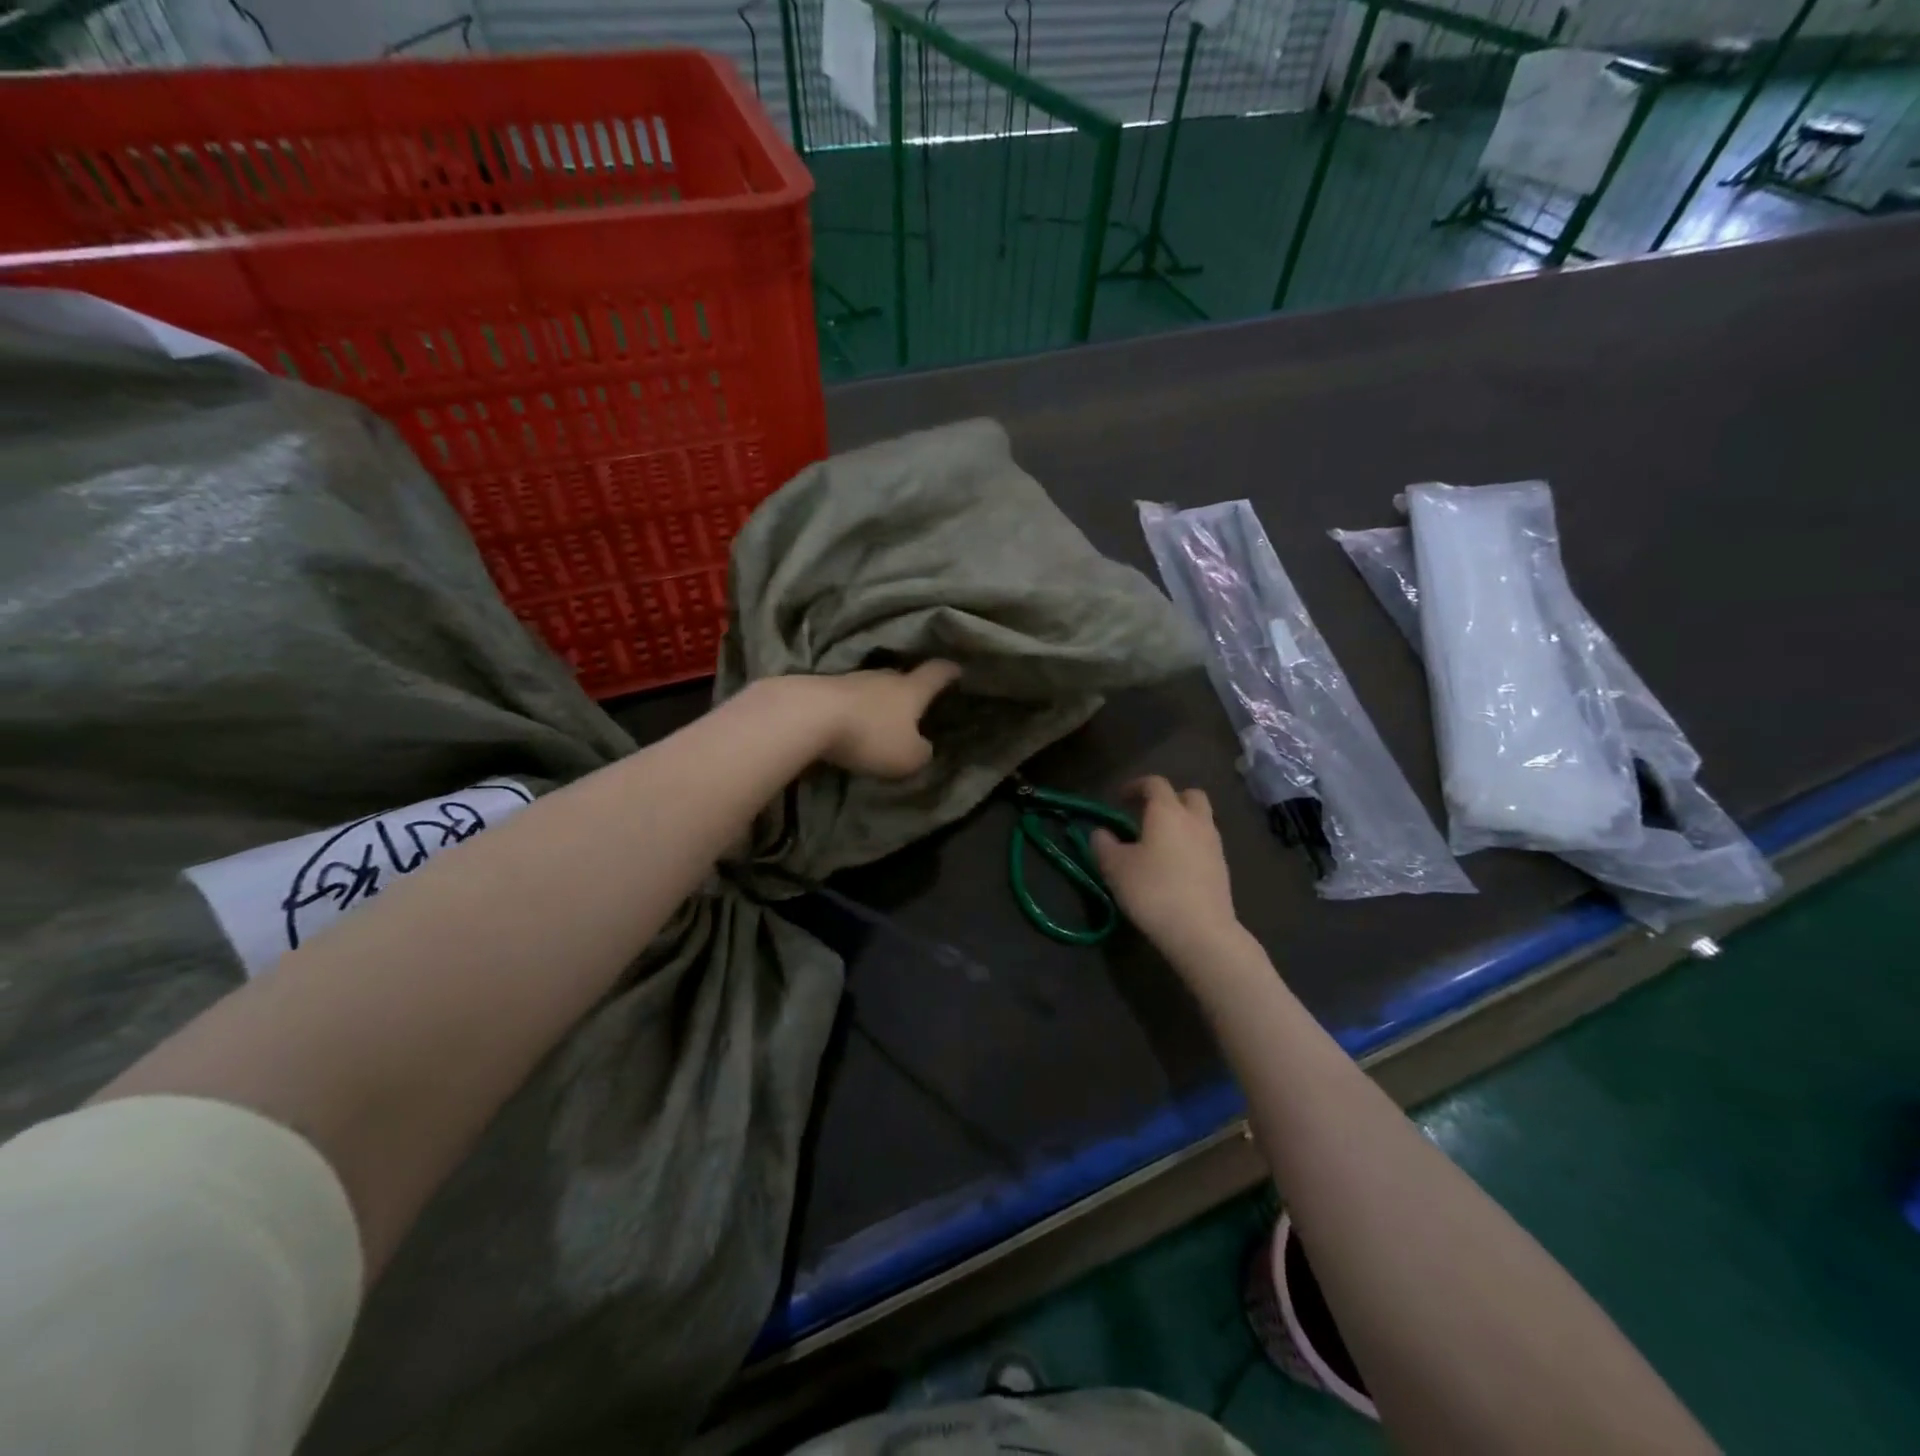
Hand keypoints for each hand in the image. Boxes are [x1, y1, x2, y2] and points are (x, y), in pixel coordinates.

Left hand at [795, 660, 962, 777]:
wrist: (807, 716)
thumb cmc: (869, 735)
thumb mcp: (907, 757)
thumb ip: (921, 753)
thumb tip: (923, 747)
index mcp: (911, 690)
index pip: (937, 673)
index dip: (949, 672)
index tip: (958, 669)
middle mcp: (884, 677)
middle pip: (902, 677)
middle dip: (910, 688)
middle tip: (916, 701)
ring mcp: (850, 679)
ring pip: (872, 687)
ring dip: (878, 700)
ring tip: (880, 716)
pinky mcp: (822, 688)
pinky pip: (847, 698)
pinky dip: (853, 708)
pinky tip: (849, 721)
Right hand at [1091, 776, 1237, 955]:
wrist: (1201, 931)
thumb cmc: (1153, 891)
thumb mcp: (1115, 867)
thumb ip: (1103, 845)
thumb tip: (1101, 833)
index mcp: (1168, 812)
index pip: (1155, 784)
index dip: (1136, 786)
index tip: (1120, 799)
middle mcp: (1195, 821)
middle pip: (1188, 795)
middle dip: (1169, 799)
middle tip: (1148, 815)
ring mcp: (1213, 844)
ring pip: (1200, 820)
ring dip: (1182, 823)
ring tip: (1160, 843)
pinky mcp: (1222, 868)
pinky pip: (1205, 844)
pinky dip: (1190, 845)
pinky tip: (1175, 867)